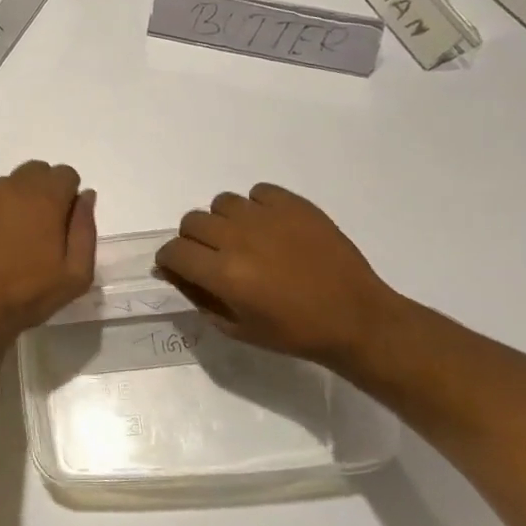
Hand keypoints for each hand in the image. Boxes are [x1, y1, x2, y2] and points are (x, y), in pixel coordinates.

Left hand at [0, 161, 96, 356]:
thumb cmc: (28, 296)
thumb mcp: (76, 274)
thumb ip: (85, 229)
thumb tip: (85, 196)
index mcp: (45, 199)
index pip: (65, 174)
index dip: (67, 197)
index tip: (61, 223)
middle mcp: (13, 185)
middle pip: (36, 172)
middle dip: (42, 192)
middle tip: (36, 228)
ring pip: (7, 182)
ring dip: (13, 198)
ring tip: (6, 235)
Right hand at [155, 183, 401, 367]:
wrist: (355, 317)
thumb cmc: (294, 333)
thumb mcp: (236, 328)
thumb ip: (199, 298)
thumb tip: (175, 273)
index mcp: (223, 274)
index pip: (174, 251)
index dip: (170, 260)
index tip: (179, 268)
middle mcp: (238, 239)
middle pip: (191, 222)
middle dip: (193, 240)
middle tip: (213, 257)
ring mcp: (267, 217)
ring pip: (222, 203)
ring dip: (224, 222)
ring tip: (245, 240)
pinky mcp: (293, 204)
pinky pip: (258, 192)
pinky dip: (256, 206)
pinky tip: (271, 228)